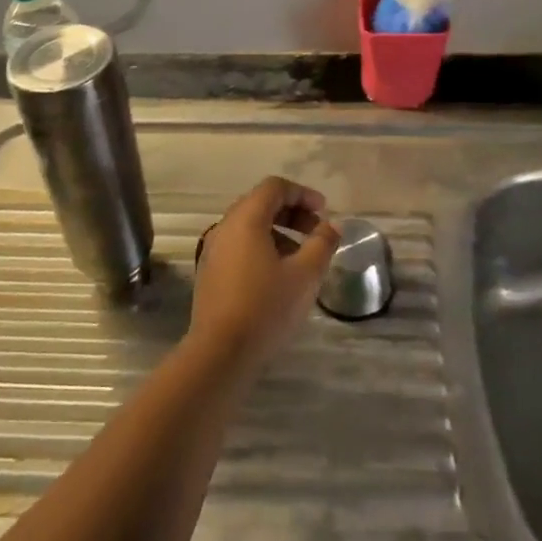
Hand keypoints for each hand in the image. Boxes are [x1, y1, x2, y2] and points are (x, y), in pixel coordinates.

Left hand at [190, 177, 339, 376]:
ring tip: (301, 258)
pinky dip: (262, 248)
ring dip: (278, 232)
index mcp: (246, 219)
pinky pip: (239, 246)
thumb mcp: (304, 275)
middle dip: (292, 213)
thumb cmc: (266, 307)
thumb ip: (322, 244)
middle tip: (316, 233)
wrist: (219, 353)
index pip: (274, 187)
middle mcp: (225, 227)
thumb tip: (332, 226)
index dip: (302, 194)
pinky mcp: (209, 272)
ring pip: (249, 227)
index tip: (324, 212)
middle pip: (260, 204)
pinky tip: (278, 276)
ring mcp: (213, 250)